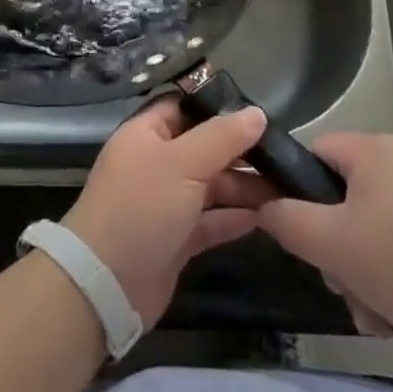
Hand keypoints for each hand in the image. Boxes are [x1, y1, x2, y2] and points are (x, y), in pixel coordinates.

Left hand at [62, 97, 270, 325]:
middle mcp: (155, 163)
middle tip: (284, 155)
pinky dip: (235, 218)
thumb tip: (256, 113)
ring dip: (244, 186)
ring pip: (211, 186)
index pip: (184, 107)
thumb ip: (222, 137)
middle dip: (240, 152)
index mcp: (146, 134)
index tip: (258, 113)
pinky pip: (211, 220)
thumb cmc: (141, 207)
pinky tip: (267, 217)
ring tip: (286, 187)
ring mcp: (165, 203)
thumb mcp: (182, 163)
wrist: (106, 284)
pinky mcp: (176, 239)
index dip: (217, 107)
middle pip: (203, 148)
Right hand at [256, 133, 392, 367]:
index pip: (312, 154)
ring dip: (359, 275)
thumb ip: (287, 220)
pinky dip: (390, 282)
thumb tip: (265, 207)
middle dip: (333, 250)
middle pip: (339, 199)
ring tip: (371, 316)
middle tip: (339, 284)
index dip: (295, 191)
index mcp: (371, 150)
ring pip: (368, 232)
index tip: (296, 235)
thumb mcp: (333, 243)